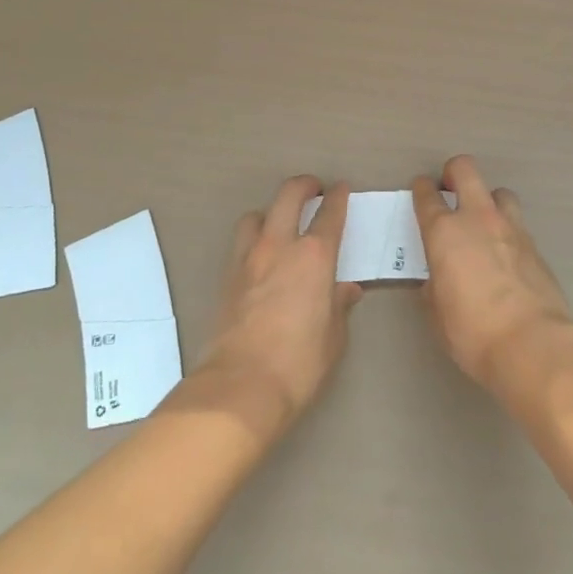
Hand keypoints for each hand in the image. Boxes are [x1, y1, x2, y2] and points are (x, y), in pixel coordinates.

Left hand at [196, 176, 361, 437]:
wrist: (240, 388)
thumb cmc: (298, 364)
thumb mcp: (333, 338)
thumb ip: (339, 306)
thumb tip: (346, 289)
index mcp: (314, 256)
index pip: (330, 213)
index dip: (338, 197)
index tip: (342, 189)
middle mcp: (280, 246)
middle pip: (288, 196)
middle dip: (304, 185)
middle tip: (314, 190)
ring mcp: (248, 259)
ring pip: (256, 215)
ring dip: (271, 213)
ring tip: (280, 226)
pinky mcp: (226, 278)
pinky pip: (240, 244)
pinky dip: (253, 241)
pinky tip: (261, 260)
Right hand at [412, 156, 572, 391]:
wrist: (533, 343)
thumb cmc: (472, 331)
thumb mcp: (438, 312)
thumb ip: (435, 284)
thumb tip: (439, 277)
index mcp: (445, 232)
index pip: (427, 196)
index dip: (421, 189)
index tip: (420, 191)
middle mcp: (477, 219)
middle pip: (465, 170)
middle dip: (454, 172)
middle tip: (450, 190)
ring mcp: (511, 228)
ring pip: (499, 192)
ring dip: (488, 201)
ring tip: (484, 224)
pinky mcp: (535, 245)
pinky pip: (517, 224)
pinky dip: (508, 232)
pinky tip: (506, 256)